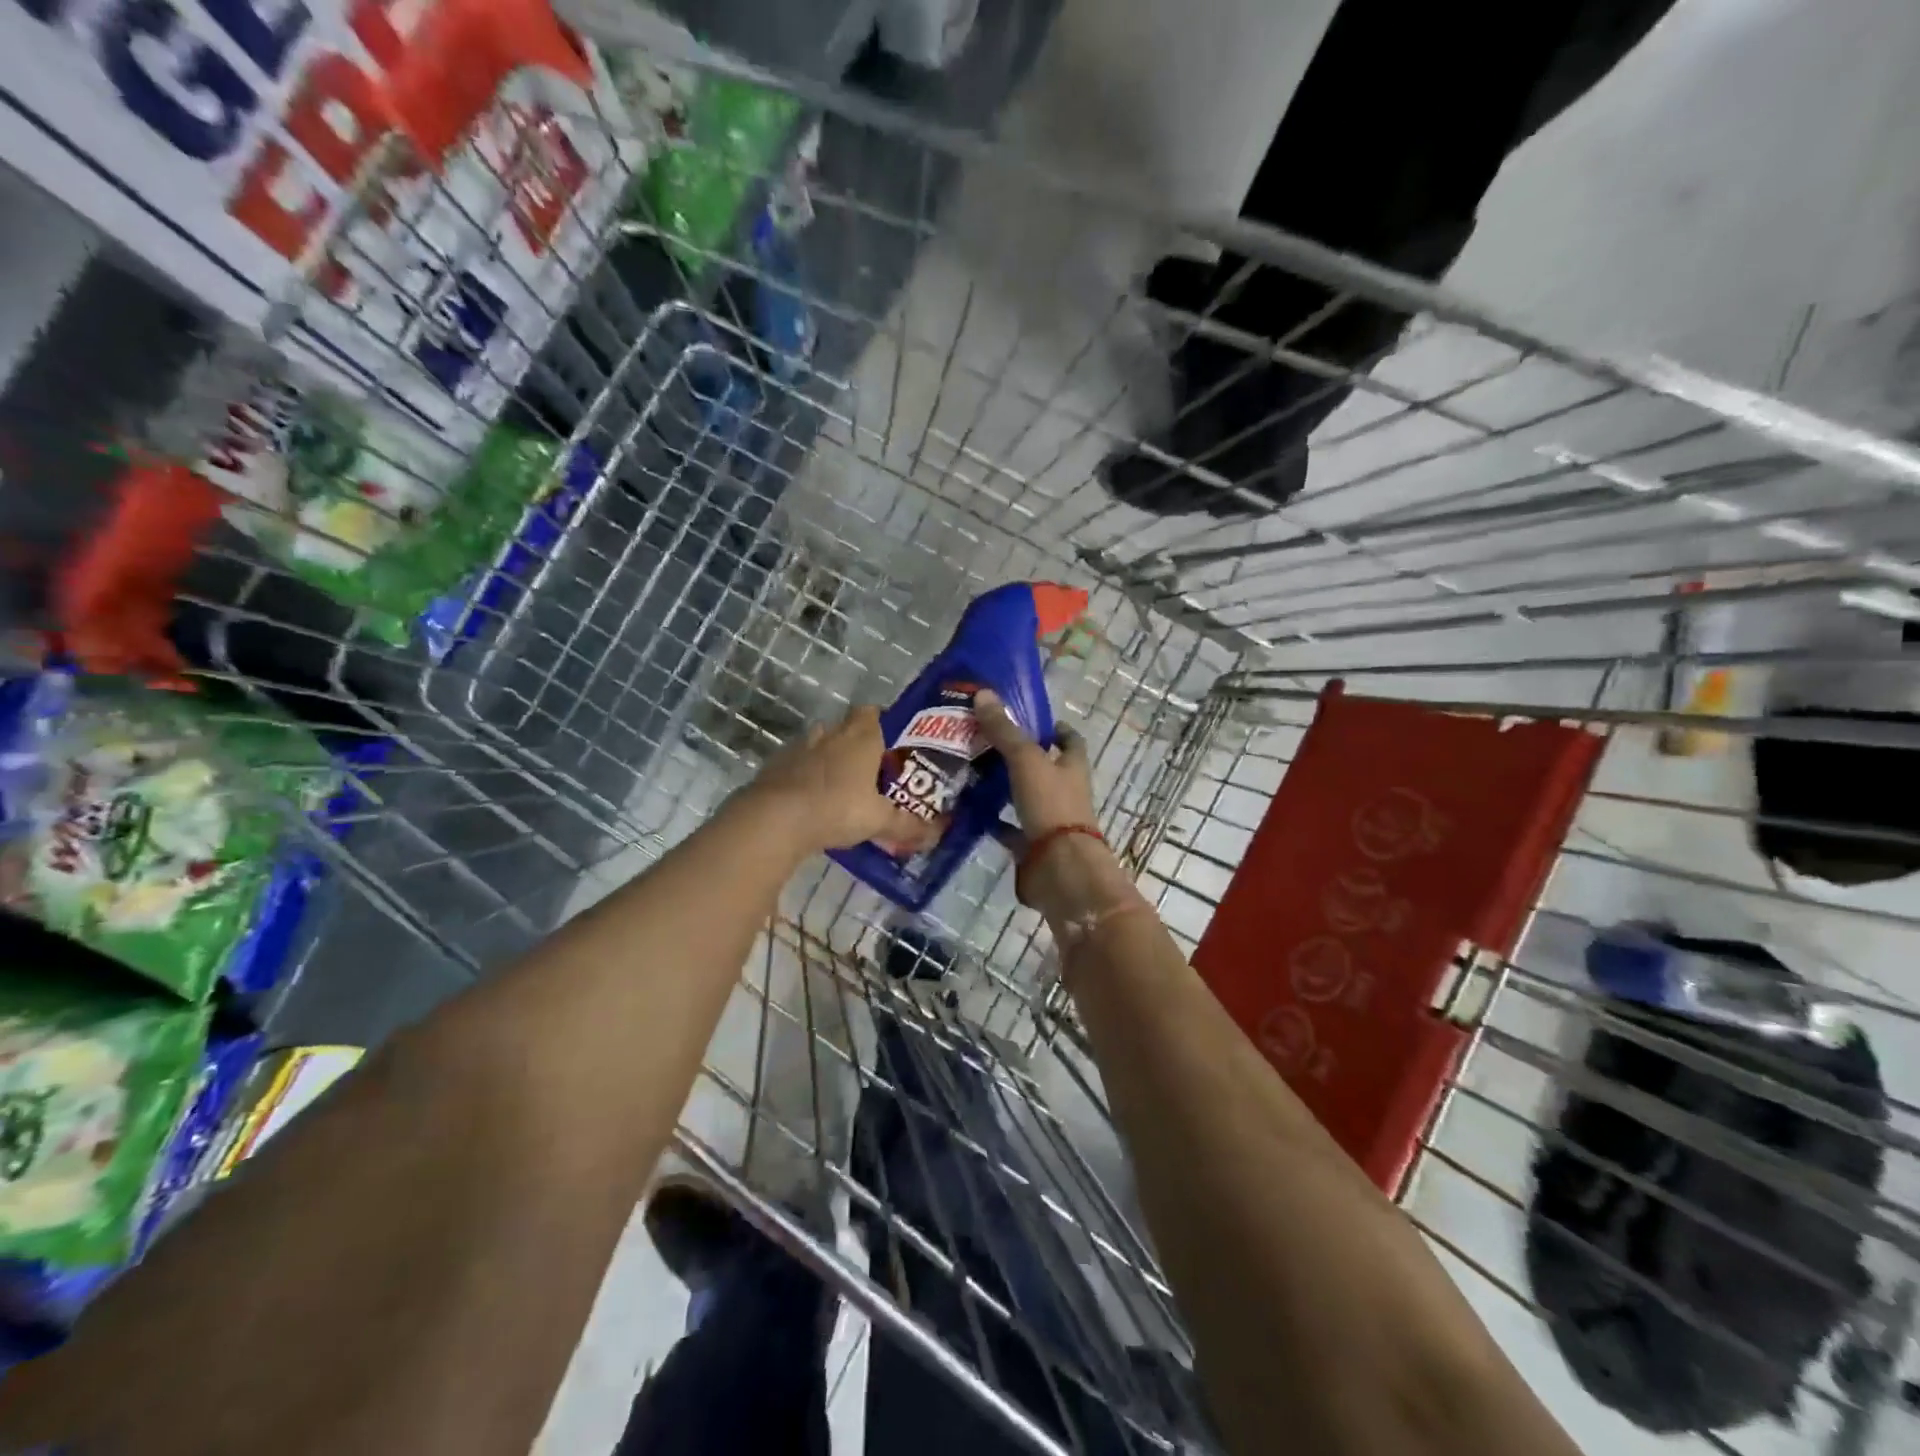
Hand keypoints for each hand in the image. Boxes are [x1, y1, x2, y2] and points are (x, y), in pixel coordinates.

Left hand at [743, 706, 935, 855]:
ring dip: (828, 757)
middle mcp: (831, 734)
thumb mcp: (880, 821)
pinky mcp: (775, 766)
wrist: (776, 819)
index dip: (882, 722)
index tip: (891, 742)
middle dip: (857, 742)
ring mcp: (800, 748)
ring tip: (841, 784)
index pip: (873, 713)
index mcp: (861, 737)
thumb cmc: (838, 808)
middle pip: (846, 727)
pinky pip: (796, 764)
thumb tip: (935, 834)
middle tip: (870, 768)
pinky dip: (804, 776)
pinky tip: (811, 799)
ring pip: (819, 744)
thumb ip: (907, 825)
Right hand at [973, 689, 1097, 843]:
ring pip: (1025, 797)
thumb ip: (1004, 731)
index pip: (1070, 741)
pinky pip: (1010, 828)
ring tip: (971, 772)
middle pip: (1044, 768)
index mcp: (1072, 767)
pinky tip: (969, 811)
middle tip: (985, 742)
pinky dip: (993, 821)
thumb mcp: (1026, 760)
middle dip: (1020, 757)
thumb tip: (983, 693)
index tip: (1031, 719)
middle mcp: (1064, 792)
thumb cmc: (1051, 806)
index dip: (1055, 729)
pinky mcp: (1033, 846)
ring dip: (1004, 788)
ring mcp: (1049, 821)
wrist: (1060, 868)